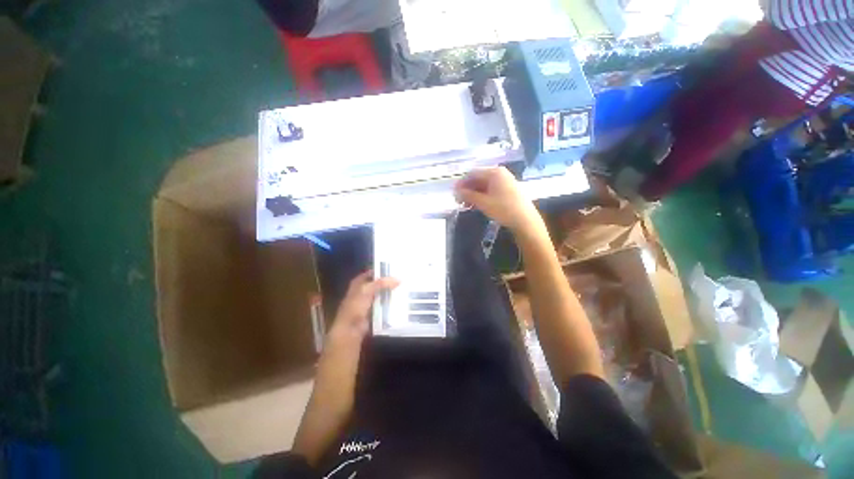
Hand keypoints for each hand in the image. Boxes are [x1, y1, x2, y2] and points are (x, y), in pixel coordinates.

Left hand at [315, 271, 397, 406]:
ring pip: (360, 304)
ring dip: (374, 292)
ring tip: (393, 288)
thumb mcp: (348, 351)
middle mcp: (344, 323)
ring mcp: (349, 333)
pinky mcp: (354, 343)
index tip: (397, 279)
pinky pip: (364, 317)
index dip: (377, 282)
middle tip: (392, 274)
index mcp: (343, 323)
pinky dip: (375, 308)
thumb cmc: (339, 384)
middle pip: (356, 294)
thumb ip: (357, 323)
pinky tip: (388, 312)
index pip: (359, 292)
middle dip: (371, 280)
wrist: (328, 414)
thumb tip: (372, 299)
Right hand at [454, 167, 541, 231]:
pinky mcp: (508, 190)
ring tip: (466, 205)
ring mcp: (505, 182)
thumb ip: (468, 195)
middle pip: (479, 179)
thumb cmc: (503, 209)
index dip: (462, 183)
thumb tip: (456, 191)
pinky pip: (491, 190)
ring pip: (484, 185)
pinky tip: (476, 205)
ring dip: (474, 194)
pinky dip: (482, 196)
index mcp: (494, 173)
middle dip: (467, 189)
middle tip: (459, 200)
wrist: (525, 220)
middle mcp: (500, 174)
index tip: (454, 193)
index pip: (473, 173)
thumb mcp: (483, 202)